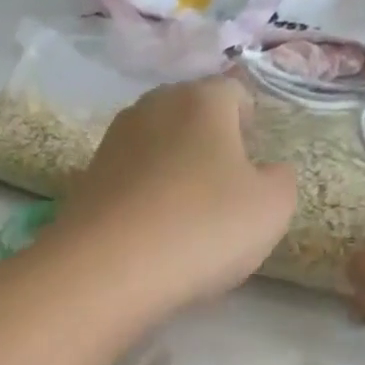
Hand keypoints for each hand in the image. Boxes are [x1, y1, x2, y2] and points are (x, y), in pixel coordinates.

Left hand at [51, 77, 297, 307]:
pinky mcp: (84, 182)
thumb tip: (266, 172)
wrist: (107, 270)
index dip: (249, 124)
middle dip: (207, 144)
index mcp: (201, 100)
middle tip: (222, 188)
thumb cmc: (202, 229)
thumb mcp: (271, 209)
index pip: (234, 94)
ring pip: (154, 149)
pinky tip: (149, 234)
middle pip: (189, 116)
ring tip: (184, 216)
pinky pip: (127, 183)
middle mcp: (151, 108)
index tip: (254, 159)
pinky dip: (142, 199)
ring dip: (171, 172)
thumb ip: (279, 180)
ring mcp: (111, 144)